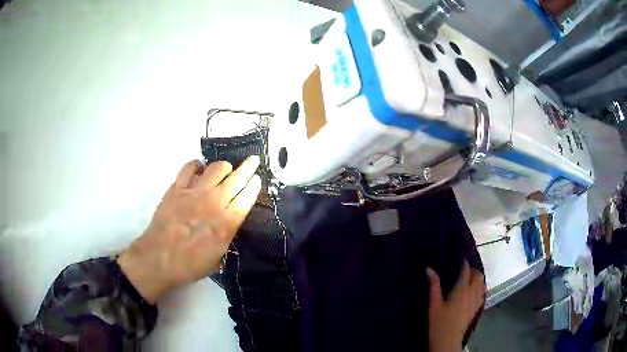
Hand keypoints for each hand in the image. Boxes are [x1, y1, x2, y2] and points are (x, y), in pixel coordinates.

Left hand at [117, 156, 261, 303]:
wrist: (160, 258)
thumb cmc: (191, 264)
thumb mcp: (219, 257)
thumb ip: (228, 235)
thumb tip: (232, 220)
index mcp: (226, 223)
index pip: (247, 196)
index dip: (254, 185)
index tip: (257, 179)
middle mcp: (214, 202)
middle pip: (236, 178)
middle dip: (248, 167)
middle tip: (253, 160)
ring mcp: (194, 192)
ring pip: (216, 168)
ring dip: (224, 167)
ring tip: (224, 171)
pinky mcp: (178, 187)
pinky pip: (190, 167)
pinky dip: (197, 165)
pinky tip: (200, 170)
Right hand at [426, 261, 484, 351]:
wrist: (448, 341)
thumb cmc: (439, 323)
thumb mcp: (434, 304)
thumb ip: (434, 286)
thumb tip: (429, 268)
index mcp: (461, 290)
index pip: (466, 271)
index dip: (464, 263)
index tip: (459, 257)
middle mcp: (472, 293)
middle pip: (478, 275)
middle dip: (473, 269)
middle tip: (463, 269)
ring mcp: (477, 301)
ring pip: (482, 283)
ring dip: (478, 278)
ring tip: (469, 278)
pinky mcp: (477, 308)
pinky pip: (483, 293)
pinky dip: (480, 287)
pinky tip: (474, 290)